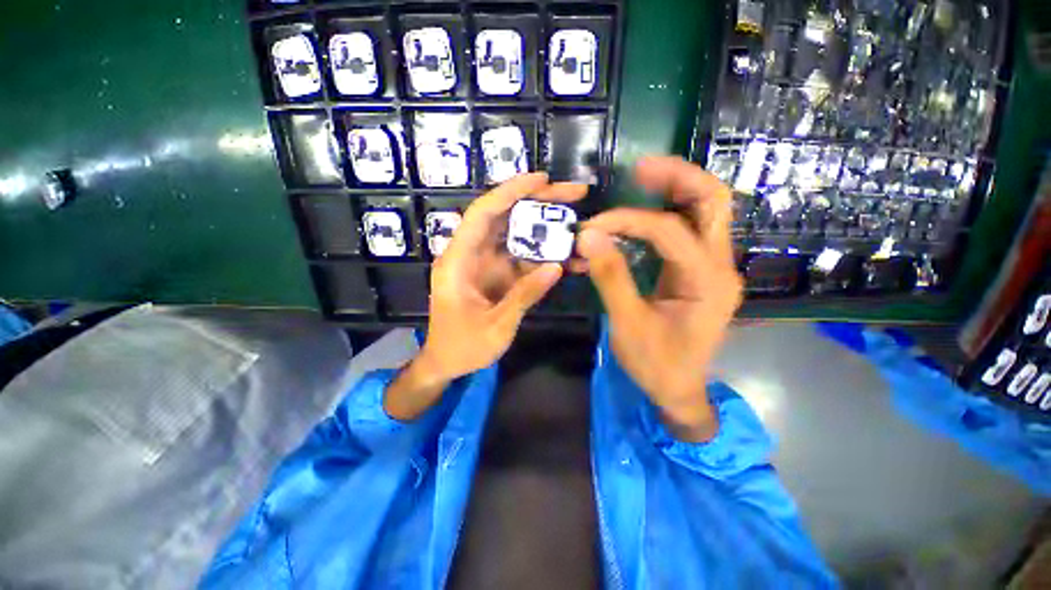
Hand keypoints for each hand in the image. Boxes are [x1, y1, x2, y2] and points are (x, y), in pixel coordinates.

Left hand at [385, 173, 588, 420]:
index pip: (483, 214)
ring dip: (545, 227)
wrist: (446, 363)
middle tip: (573, 194)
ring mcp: (486, 264)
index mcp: (458, 262)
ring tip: (576, 221)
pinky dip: (543, 255)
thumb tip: (557, 266)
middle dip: (537, 202)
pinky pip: (521, 258)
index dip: (510, 192)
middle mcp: (471, 255)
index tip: (542, 179)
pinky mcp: (497, 275)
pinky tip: (567, 254)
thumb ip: (525, 295)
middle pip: (504, 217)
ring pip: (516, 235)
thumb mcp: (496, 326)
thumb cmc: (462, 347)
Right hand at [576, 156, 742, 441]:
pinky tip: (644, 210)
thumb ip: (611, 277)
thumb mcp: (628, 324)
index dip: (628, 221)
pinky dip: (667, 213)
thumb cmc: (656, 364)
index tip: (592, 229)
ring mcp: (712, 268)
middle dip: (678, 178)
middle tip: (640, 169)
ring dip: (676, 189)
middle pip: (714, 202)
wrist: (679, 390)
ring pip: (706, 211)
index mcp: (706, 283)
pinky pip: (689, 230)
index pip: (669, 231)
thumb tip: (588, 236)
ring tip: (642, 178)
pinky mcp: (699, 273)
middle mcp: (719, 267)